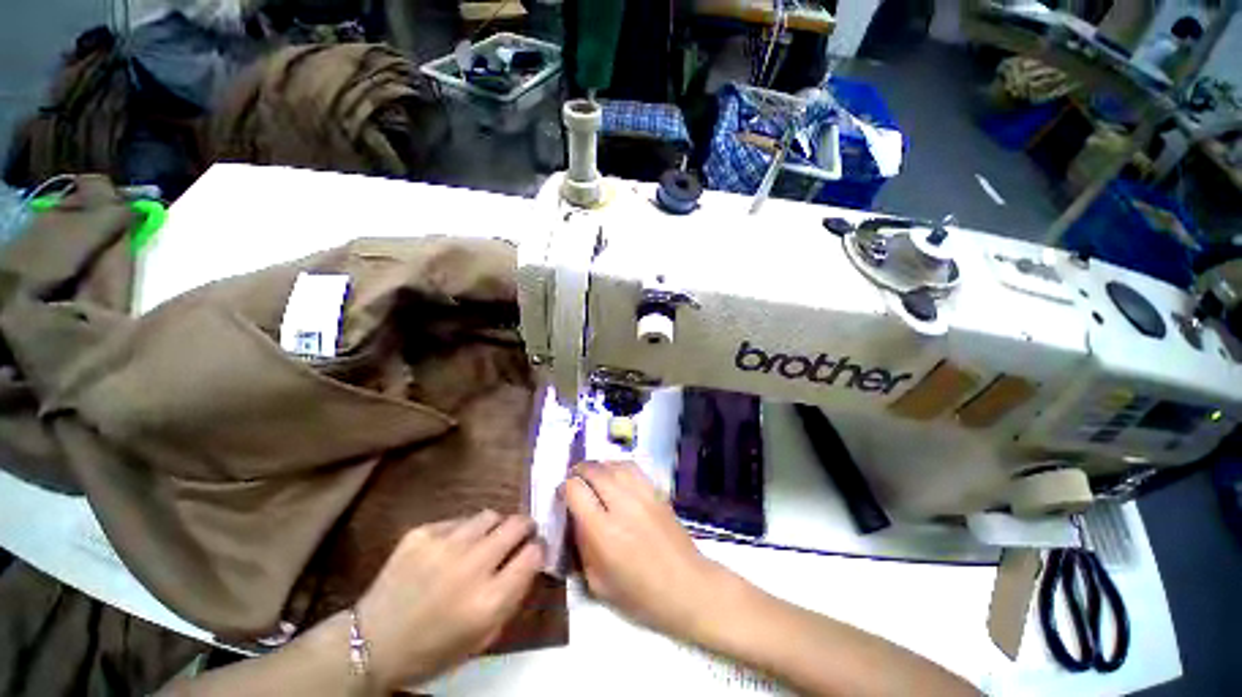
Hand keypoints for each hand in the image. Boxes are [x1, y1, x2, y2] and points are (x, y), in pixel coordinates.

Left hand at [355, 511, 543, 689]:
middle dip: (524, 527)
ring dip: (494, 526)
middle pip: (516, 525)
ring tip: (485, 539)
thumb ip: (512, 597)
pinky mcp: (421, 534)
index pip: (533, 554)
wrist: (371, 643)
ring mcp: (444, 545)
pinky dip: (462, 531)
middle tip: (521, 533)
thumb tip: (531, 560)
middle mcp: (471, 566)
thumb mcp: (483, 637)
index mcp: (488, 600)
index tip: (534, 550)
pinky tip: (451, 548)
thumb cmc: (433, 649)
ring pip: (489, 515)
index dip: (538, 549)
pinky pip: (458, 520)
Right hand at [564, 461, 730, 641]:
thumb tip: (575, 518)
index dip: (564, 488)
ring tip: (592, 475)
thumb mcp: (598, 583)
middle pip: (594, 471)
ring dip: (598, 466)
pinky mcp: (656, 491)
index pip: (575, 491)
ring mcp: (642, 494)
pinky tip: (614, 475)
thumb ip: (582, 546)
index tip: (562, 496)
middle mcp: (622, 505)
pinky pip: (632, 468)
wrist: (687, 586)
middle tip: (573, 479)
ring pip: (613, 465)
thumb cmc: (640, 595)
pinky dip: (617, 466)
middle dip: (578, 471)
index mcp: (603, 532)